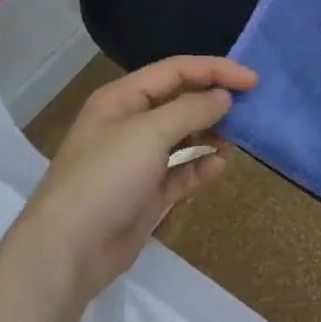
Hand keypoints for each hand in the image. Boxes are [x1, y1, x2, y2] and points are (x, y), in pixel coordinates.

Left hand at [7, 56, 256, 309]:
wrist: (68, 252)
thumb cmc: (105, 178)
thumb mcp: (149, 133)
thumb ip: (191, 109)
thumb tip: (224, 97)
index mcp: (122, 99)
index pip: (176, 71)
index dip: (215, 70)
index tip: (252, 80)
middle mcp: (130, 124)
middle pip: (181, 100)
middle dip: (214, 99)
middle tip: (251, 105)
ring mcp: (138, 160)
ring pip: (184, 135)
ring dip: (212, 131)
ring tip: (240, 134)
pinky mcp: (147, 193)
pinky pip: (182, 171)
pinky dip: (201, 166)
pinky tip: (220, 166)